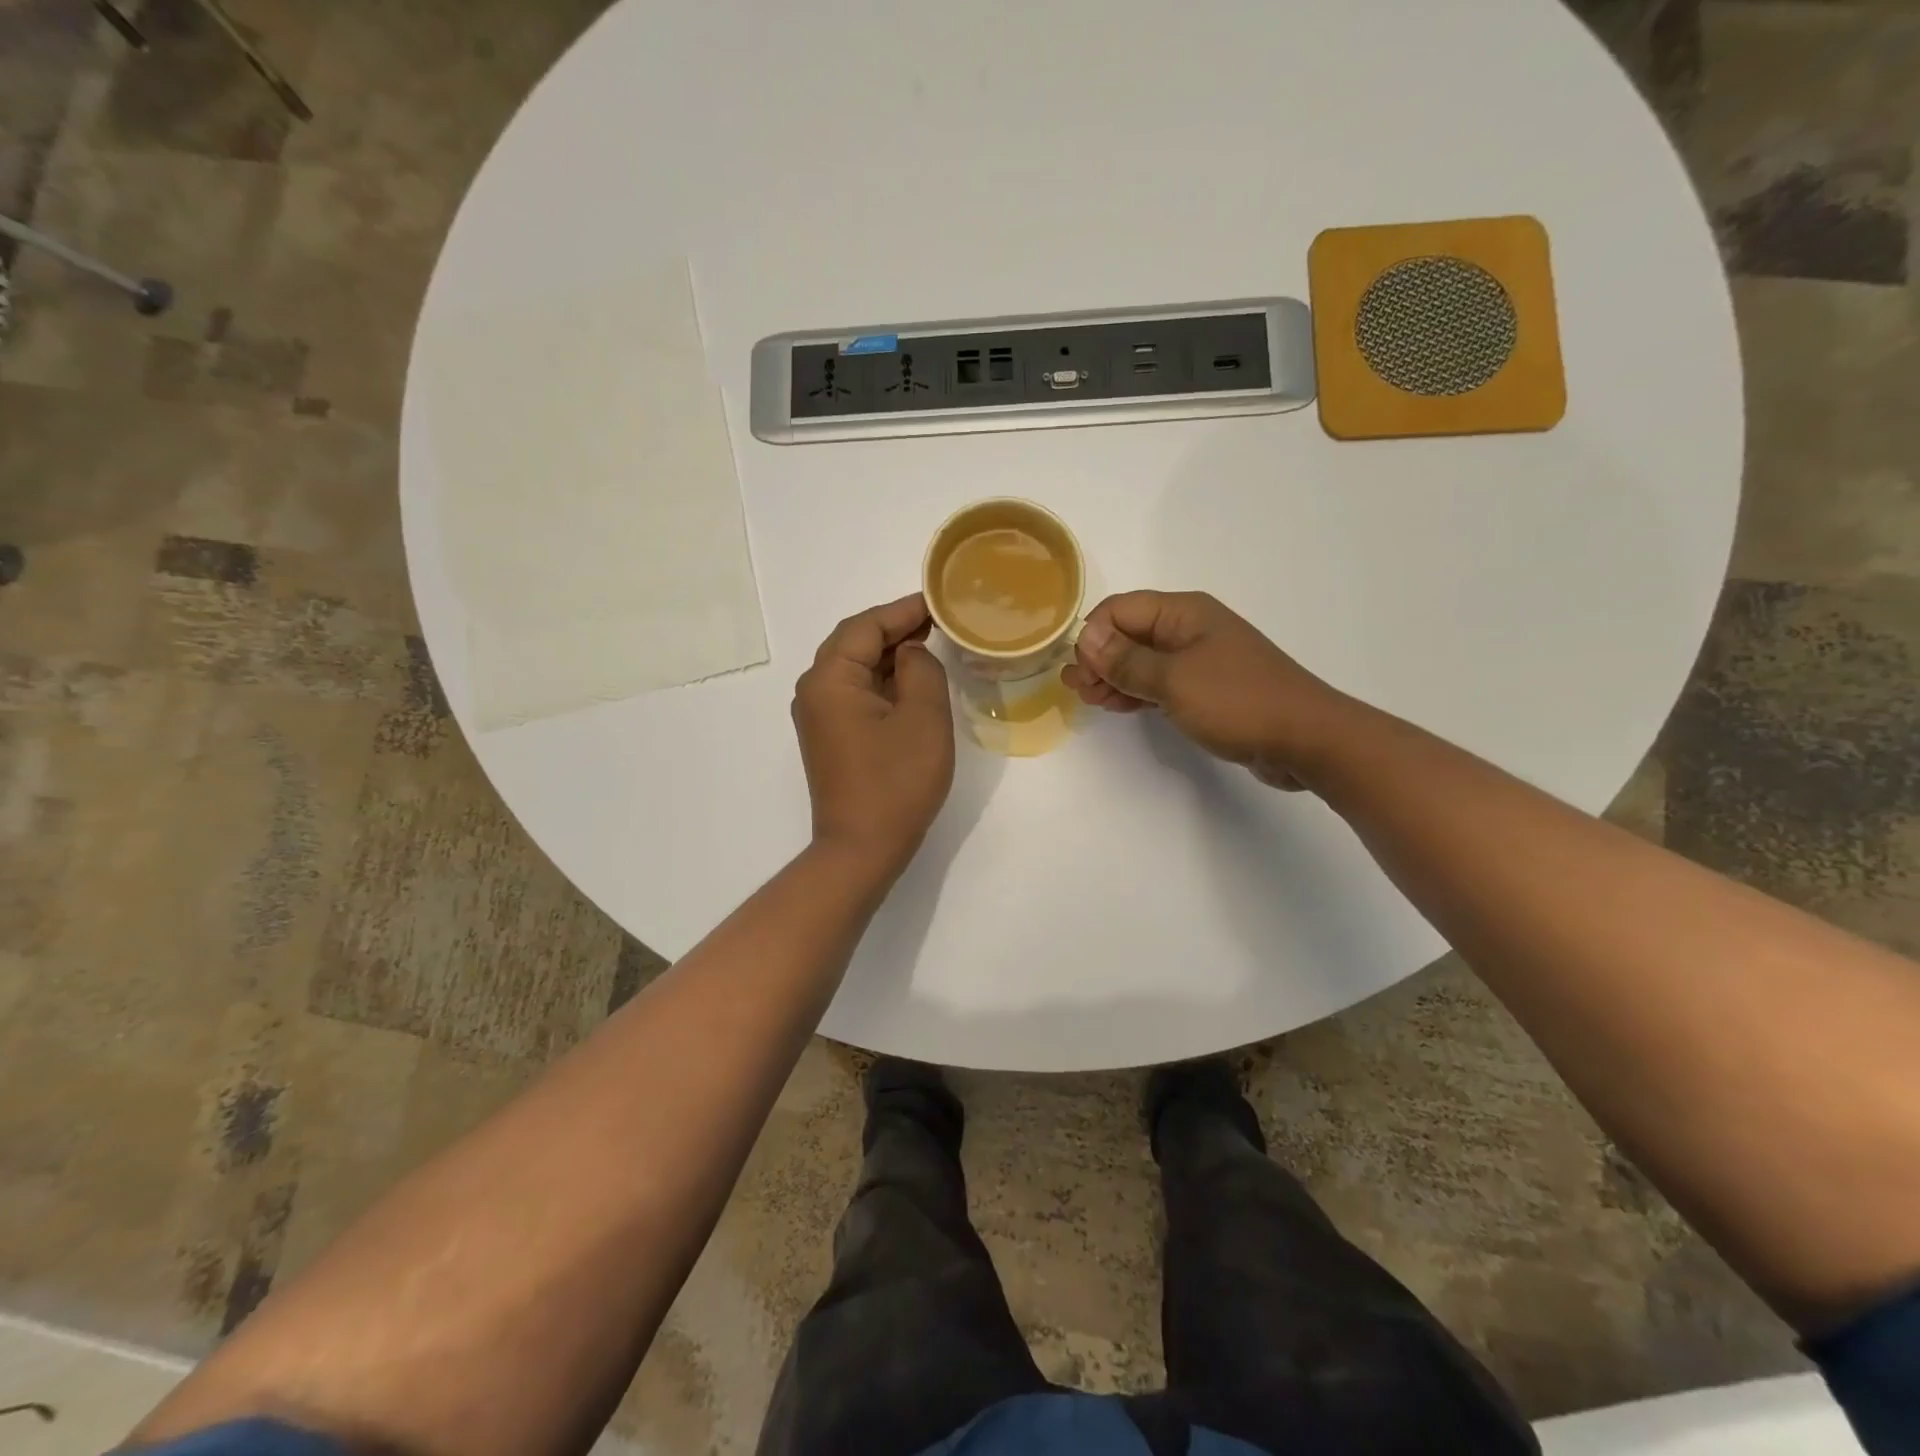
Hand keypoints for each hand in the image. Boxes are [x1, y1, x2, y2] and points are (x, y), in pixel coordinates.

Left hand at [793, 593, 955, 877]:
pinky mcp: (828, 736)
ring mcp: (817, 715)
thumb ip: (921, 669)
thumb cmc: (896, 782)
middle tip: (939, 622)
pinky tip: (911, 682)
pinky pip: (854, 693)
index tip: (939, 602)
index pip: (866, 626)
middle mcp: (814, 690)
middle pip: (854, 642)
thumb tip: (911, 652)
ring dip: (890, 655)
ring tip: (931, 645)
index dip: (904, 610)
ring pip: (854, 668)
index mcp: (830, 678)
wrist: (861, 849)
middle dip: (896, 629)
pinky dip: (882, 681)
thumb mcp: (923, 718)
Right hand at [1063, 591, 1352, 789]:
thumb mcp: (1173, 680)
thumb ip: (1126, 660)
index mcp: (1183, 613)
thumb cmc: (1237, 701)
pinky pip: (1160, 682)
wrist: (1305, 738)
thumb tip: (1086, 638)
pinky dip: (1137, 692)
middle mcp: (1190, 629)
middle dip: (1099, 658)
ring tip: (1090, 700)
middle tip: (1077, 690)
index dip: (1094, 636)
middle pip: (1130, 633)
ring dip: (1114, 677)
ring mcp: (1200, 659)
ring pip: (1143, 661)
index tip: (1081, 672)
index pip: (1120, 609)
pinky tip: (1117, 706)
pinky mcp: (1207, 689)